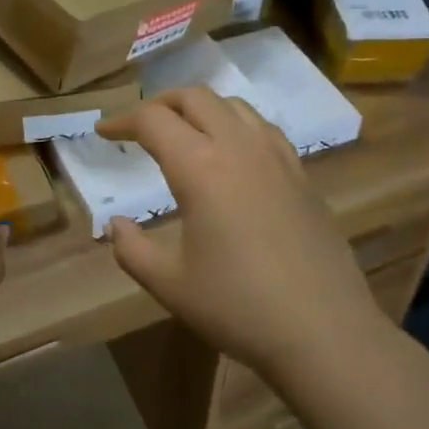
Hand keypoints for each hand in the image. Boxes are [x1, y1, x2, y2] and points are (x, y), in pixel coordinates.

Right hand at [97, 88, 391, 387]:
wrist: (325, 331)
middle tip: (139, 126)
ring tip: (184, 133)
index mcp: (200, 167)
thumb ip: (131, 249)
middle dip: (160, 103)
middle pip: (194, 97)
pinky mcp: (301, 174)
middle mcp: (238, 147)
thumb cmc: (238, 307)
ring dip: (200, 108)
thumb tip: (114, 224)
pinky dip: (235, 124)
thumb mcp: (170, 284)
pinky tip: (232, 154)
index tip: (103, 133)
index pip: (153, 120)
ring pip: (232, 105)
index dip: (122, 121)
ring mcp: (276, 156)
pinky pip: (262, 128)